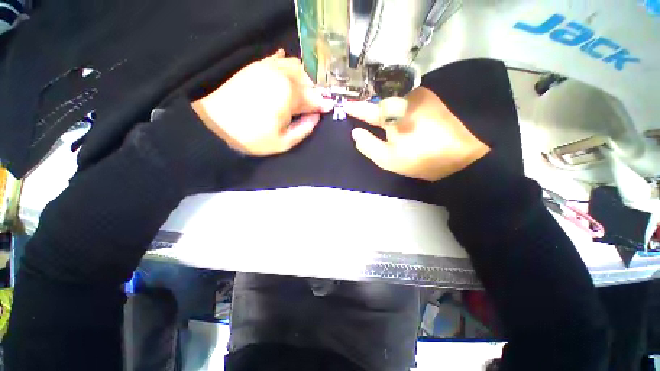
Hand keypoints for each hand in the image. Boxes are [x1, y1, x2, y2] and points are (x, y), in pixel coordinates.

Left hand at [191, 49, 333, 155]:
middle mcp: (281, 76)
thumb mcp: (283, 142)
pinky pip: (278, 59)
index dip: (322, 104)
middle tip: (315, 103)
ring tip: (303, 92)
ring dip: (304, 78)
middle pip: (306, 80)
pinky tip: (291, 73)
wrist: (216, 124)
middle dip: (314, 92)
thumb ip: (304, 129)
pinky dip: (288, 65)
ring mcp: (267, 68)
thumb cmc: (252, 138)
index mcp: (288, 95)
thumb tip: (316, 117)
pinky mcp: (256, 66)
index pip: (313, 98)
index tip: (329, 108)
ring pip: (295, 66)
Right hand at [344, 87, 489, 180]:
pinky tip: (394, 110)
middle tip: (360, 109)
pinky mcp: (431, 99)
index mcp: (394, 112)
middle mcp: (407, 96)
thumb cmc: (420, 159)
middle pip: (381, 97)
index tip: (346, 106)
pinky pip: (406, 96)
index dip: (356, 109)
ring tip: (374, 110)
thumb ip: (368, 145)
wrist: (460, 157)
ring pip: (394, 95)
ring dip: (383, 102)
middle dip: (369, 103)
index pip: (368, 109)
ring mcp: (421, 95)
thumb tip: (355, 132)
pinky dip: (395, 102)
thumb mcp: (388, 158)